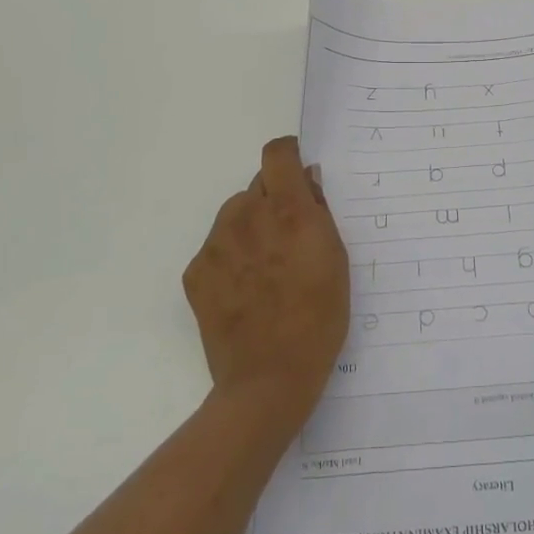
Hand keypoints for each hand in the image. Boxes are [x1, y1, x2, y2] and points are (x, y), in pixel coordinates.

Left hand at [182, 137, 349, 423]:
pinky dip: (231, 254)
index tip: (297, 172)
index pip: (277, 154)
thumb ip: (319, 212)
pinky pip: (216, 244)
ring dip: (250, 224)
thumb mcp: (337, 259)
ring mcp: (216, 243)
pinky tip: (245, 287)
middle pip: (257, 185)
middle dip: (273, 199)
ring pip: (234, 212)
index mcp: (288, 210)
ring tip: (265, 266)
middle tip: (287, 236)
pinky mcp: (196, 270)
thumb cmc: (319, 318)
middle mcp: (247, 216)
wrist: (268, 379)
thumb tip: (306, 180)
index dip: (288, 156)